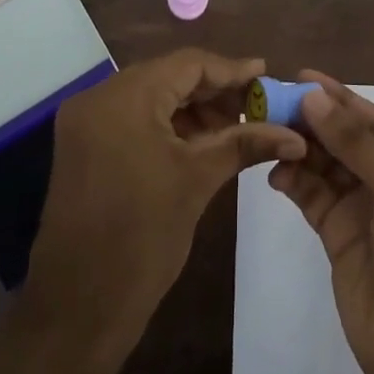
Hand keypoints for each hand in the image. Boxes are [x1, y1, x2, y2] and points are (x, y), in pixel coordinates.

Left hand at [26, 49, 306, 339]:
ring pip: (151, 96)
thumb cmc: (143, 239)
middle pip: (168, 76)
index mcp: (125, 97)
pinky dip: (166, 124)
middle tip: (256, 106)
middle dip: (213, 90)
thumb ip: (245, 143)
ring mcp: (86, 121)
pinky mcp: (83, 145)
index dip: (231, 70)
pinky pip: (133, 117)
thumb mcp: (198, 181)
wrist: (78, 309)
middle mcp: (99, 97)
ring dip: (192, 108)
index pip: (188, 64)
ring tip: (234, 128)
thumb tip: (295, 134)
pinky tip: (199, 141)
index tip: (267, 75)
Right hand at [269, 73, 373, 373]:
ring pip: (327, 167)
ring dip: (301, 148)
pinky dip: (295, 182)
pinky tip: (276, 172)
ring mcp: (366, 212)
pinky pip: (314, 199)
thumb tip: (314, 96)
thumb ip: (357, 144)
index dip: (340, 98)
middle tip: (271, 102)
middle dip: (313, 120)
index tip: (302, 77)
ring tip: (267, 131)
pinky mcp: (340, 239)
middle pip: (348, 140)